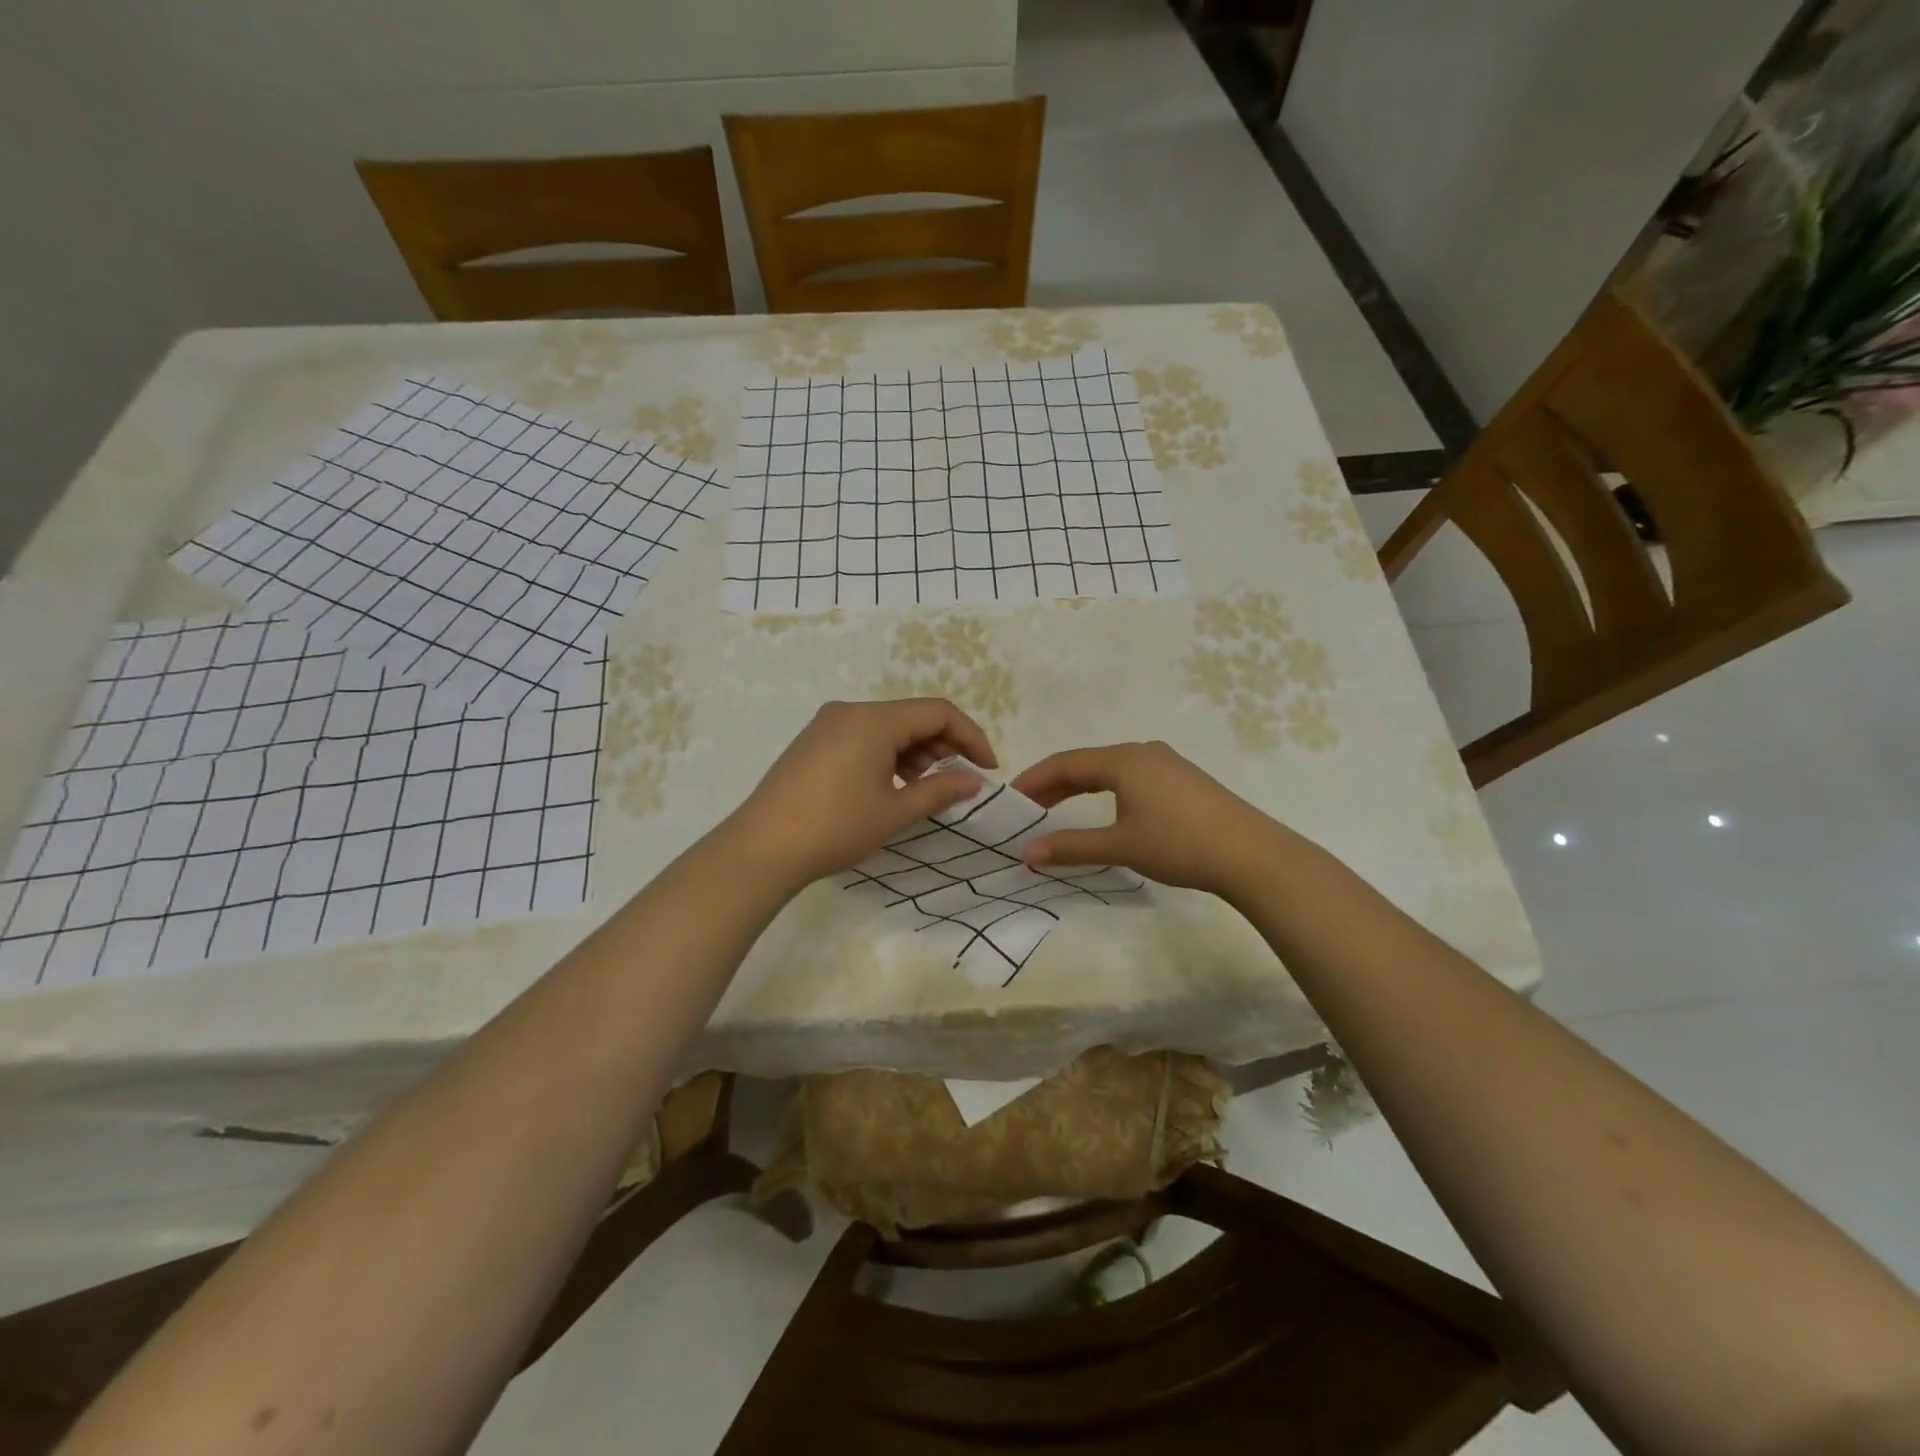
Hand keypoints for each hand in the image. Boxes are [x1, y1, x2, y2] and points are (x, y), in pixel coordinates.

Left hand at [724, 698, 996, 888]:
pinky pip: (863, 737)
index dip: (970, 737)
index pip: (938, 712)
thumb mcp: (895, 812)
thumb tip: (973, 781)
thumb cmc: (835, 827)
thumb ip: (940, 790)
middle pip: (912, 716)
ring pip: (887, 727)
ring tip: (924, 787)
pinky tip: (890, 785)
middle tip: (959, 780)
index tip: (987, 768)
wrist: (762, 848)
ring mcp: (827, 724)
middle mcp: (850, 711)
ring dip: (915, 752)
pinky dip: (887, 755)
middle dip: (943, 745)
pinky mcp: (813, 741)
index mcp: (874, 720)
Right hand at [1013, 741, 1282, 896]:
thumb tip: (1027, 853)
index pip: (1066, 763)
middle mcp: (1142, 752)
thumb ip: (1072, 847)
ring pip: (1110, 769)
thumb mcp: (1121, 846)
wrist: (1251, 854)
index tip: (1010, 798)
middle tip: (1027, 806)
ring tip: (1057, 809)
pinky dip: (1106, 790)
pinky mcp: (1183, 779)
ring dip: (1080, 788)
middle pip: (1087, 763)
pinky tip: (1105, 810)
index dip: (1034, 779)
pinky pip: (1131, 777)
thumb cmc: (1179, 844)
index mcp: (1123, 760)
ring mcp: (1166, 763)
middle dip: (1054, 784)